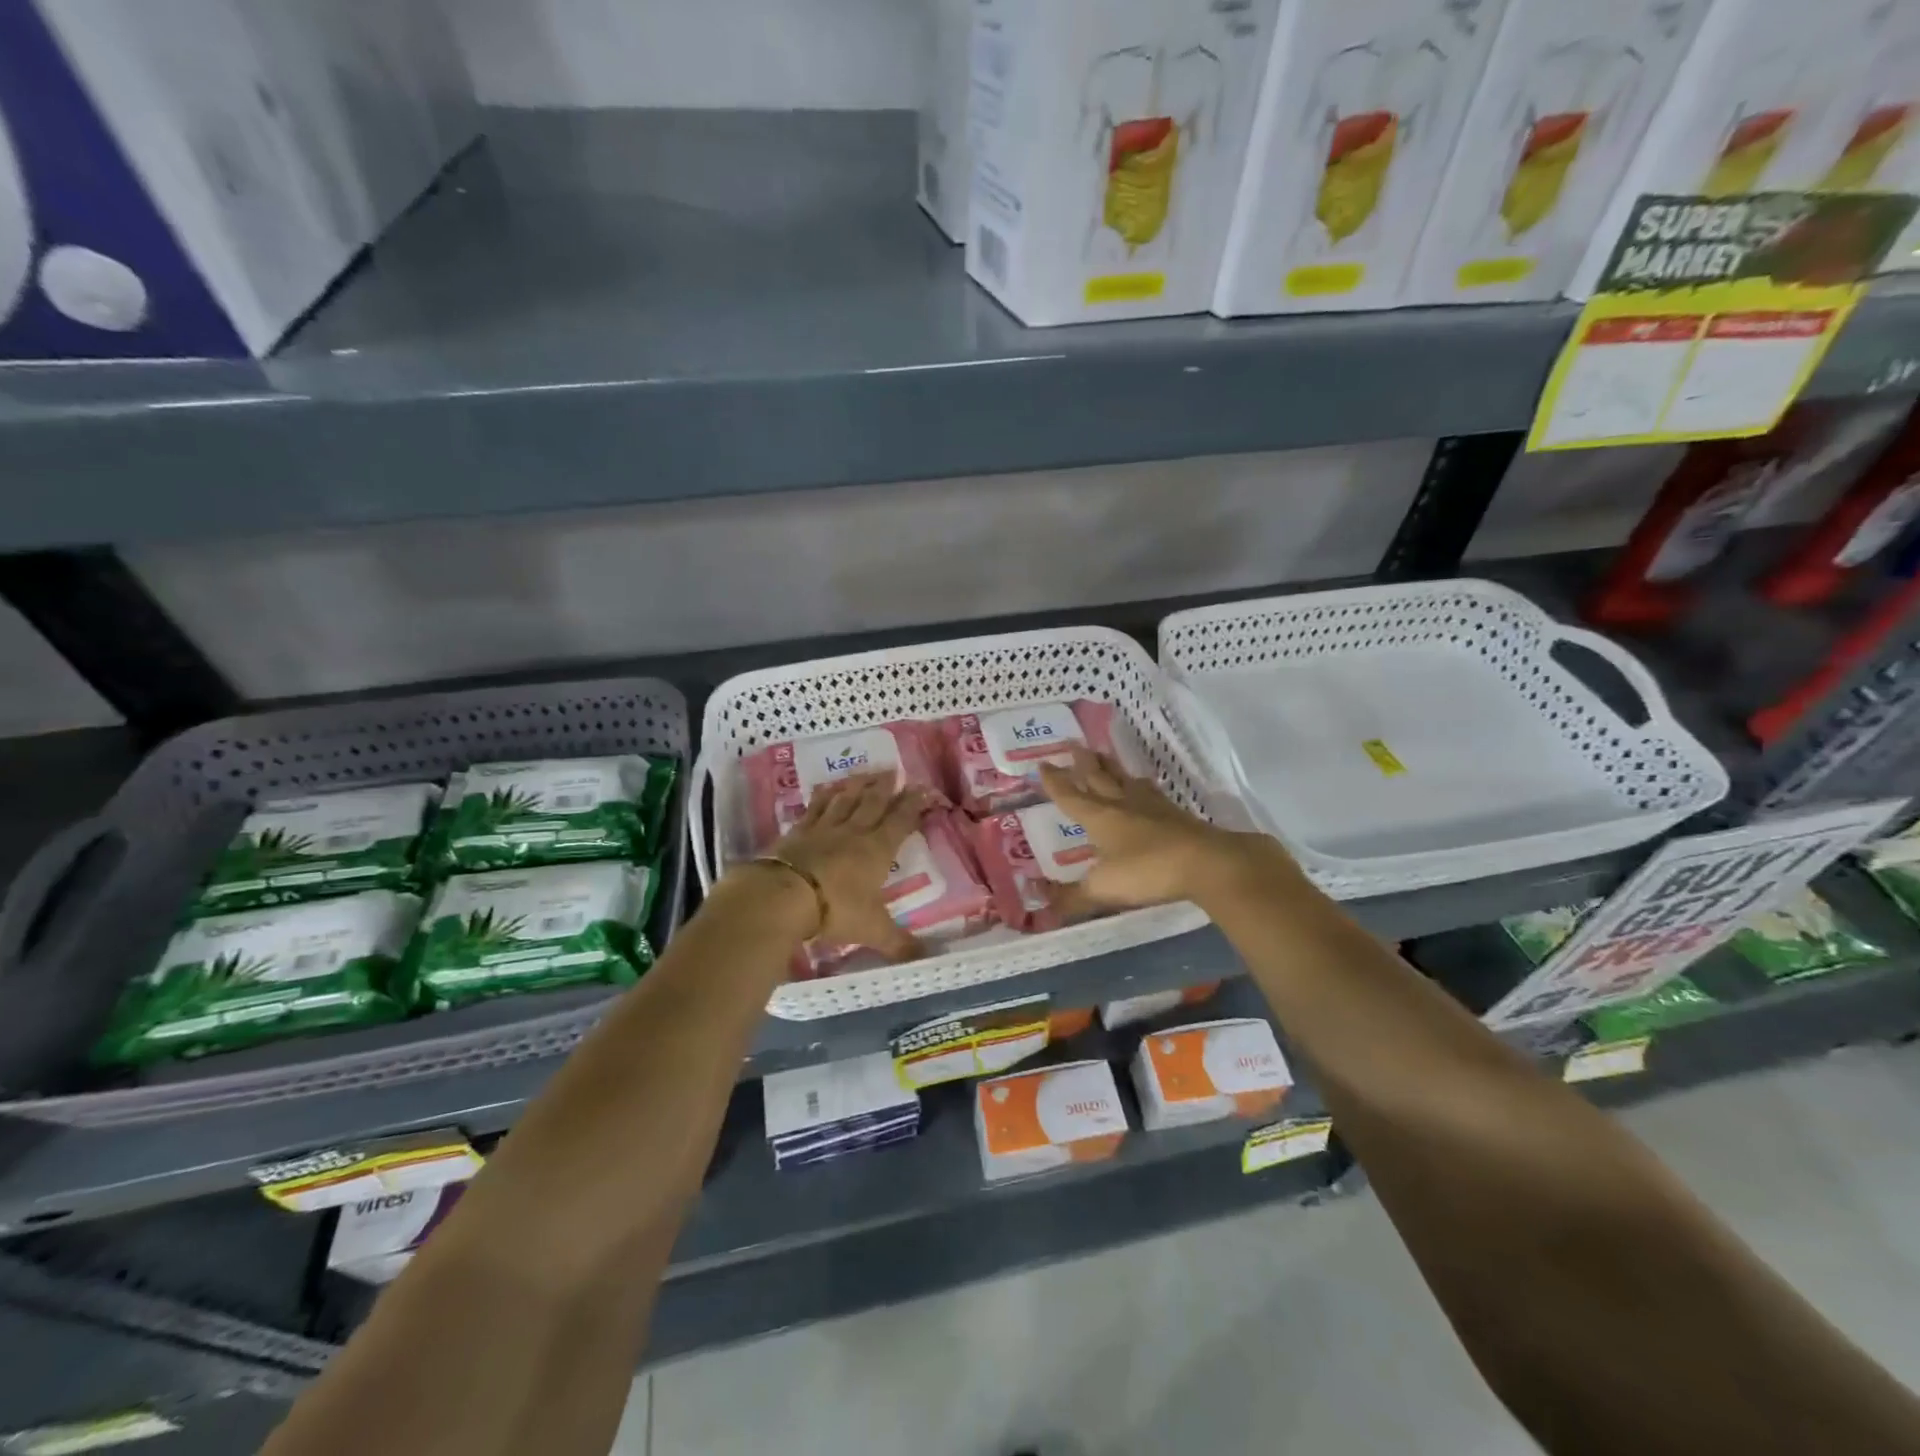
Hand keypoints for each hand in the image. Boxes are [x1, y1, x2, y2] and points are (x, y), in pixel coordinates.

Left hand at [764, 773, 929, 959]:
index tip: (923, 790)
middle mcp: (853, 832)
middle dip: (886, 787)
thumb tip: (925, 959)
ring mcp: (823, 829)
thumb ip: (898, 943)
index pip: (900, 821)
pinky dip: (823, 797)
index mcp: (877, 850)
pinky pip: (814, 808)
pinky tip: (826, 790)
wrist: (782, 897)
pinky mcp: (797, 832)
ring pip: (845, 800)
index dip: (913, 805)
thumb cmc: (834, 910)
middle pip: (873, 803)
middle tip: (894, 771)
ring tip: (865, 775)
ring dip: (857, 786)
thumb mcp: (871, 929)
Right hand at [1037, 745, 1289, 914]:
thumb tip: (1042, 905)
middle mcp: (1123, 804)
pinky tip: (1145, 788)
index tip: (1043, 765)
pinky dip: (1141, 786)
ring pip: (1125, 780)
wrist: (1207, 862)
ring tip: (1104, 757)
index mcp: (1100, 817)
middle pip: (1099, 778)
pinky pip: (1151, 793)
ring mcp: (1152, 807)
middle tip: (1073, 745)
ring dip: (1111, 768)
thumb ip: (1072, 897)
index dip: (1055, 782)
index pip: (1070, 796)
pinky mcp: (1176, 815)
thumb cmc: (1148, 870)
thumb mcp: (1103, 889)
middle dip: (1083, 763)